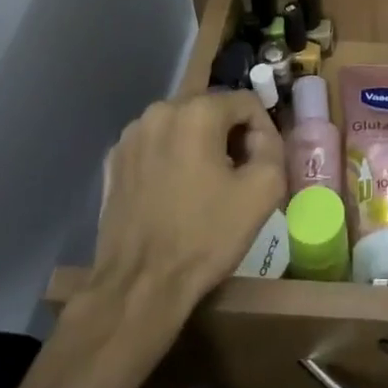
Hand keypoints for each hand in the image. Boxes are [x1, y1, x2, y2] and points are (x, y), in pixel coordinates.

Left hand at [92, 92, 285, 333]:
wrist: (140, 286)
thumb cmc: (206, 236)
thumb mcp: (264, 191)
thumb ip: (273, 146)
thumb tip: (258, 136)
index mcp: (197, 112)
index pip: (246, 101)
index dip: (262, 130)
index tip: (262, 162)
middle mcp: (160, 110)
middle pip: (212, 108)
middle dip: (230, 133)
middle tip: (238, 171)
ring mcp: (131, 135)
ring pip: (182, 124)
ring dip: (200, 142)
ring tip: (207, 182)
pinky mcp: (114, 160)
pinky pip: (156, 144)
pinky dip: (172, 157)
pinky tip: (176, 191)